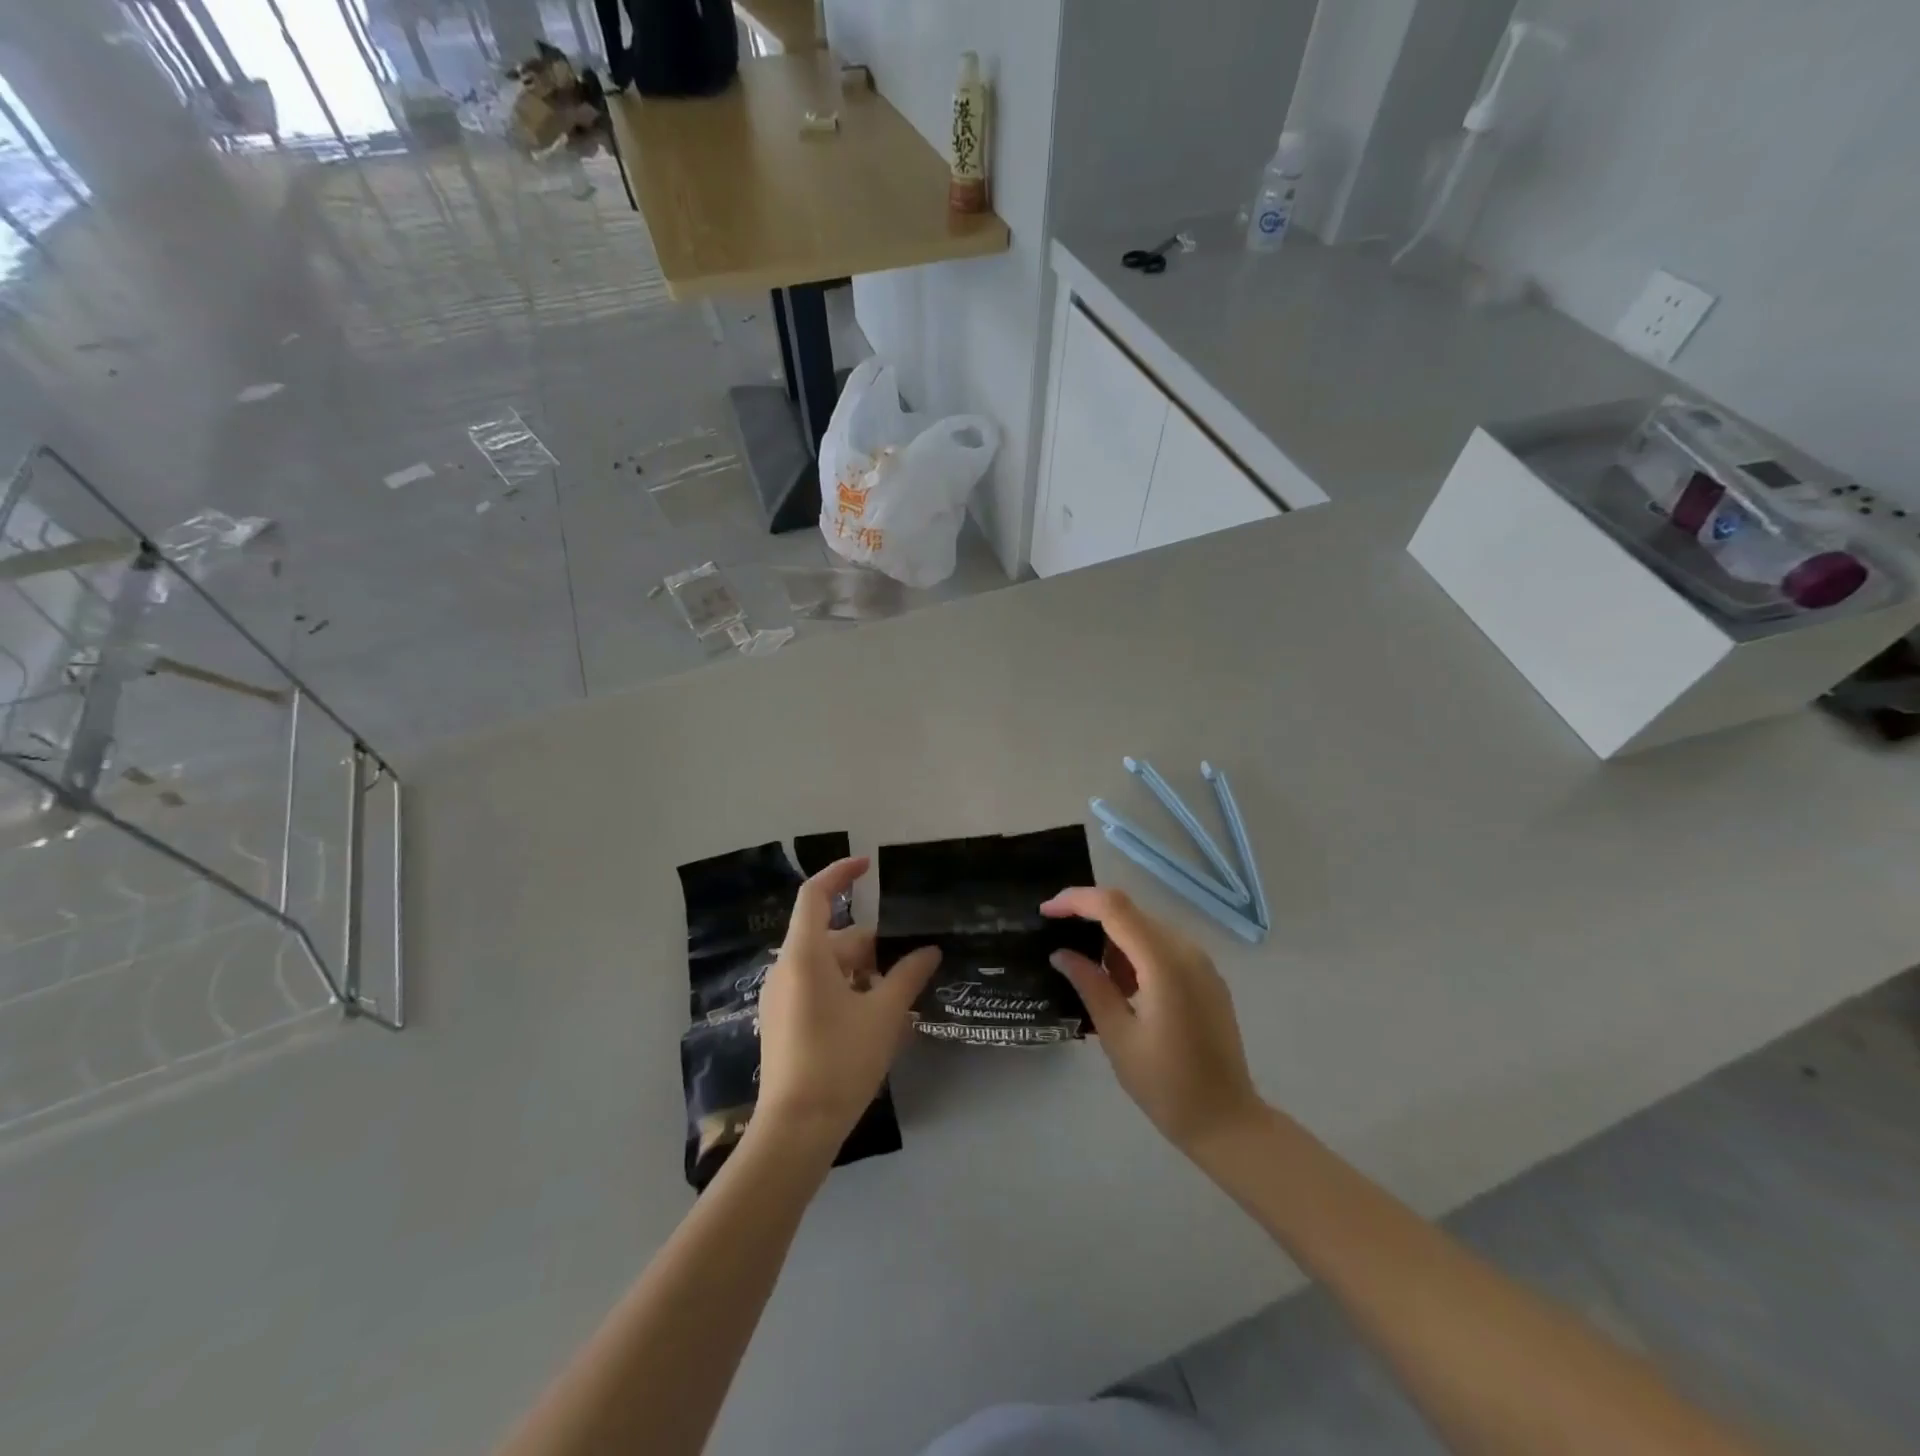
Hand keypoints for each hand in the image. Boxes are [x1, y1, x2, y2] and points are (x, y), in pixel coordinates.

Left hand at [752, 857, 940, 1153]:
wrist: (796, 1130)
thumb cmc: (840, 1060)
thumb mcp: (884, 1014)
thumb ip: (908, 975)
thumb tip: (929, 951)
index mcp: (805, 955)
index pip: (816, 895)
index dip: (840, 873)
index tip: (868, 865)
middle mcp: (786, 969)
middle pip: (832, 937)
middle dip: (872, 945)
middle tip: (911, 963)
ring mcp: (781, 997)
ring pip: (828, 966)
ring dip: (863, 972)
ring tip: (900, 996)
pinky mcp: (782, 1022)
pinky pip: (818, 989)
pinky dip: (847, 991)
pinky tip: (875, 1020)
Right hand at [1042, 887, 1264, 1156]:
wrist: (1227, 1121)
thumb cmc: (1166, 1085)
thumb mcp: (1117, 1035)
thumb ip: (1090, 984)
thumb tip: (1061, 953)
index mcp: (1163, 962)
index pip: (1114, 907)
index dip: (1076, 900)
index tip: (1045, 913)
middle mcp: (1186, 950)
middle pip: (1131, 913)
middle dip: (1091, 919)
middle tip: (1059, 941)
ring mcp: (1201, 963)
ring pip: (1146, 929)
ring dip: (1113, 938)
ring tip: (1087, 971)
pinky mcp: (1207, 977)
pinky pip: (1163, 947)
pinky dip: (1136, 953)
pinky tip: (1121, 985)